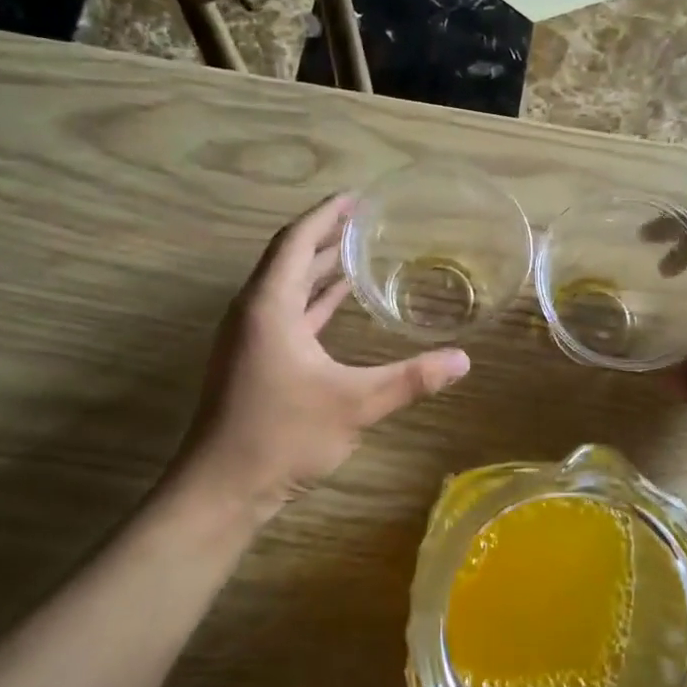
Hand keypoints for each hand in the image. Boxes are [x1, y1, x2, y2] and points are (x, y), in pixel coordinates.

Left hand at [180, 194, 470, 515]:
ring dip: (318, 270)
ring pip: (287, 289)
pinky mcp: (252, 362)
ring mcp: (249, 339)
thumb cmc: (282, 435)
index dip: (326, 216)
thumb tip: (463, 361)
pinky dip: (312, 303)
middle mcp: (253, 313)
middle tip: (365, 222)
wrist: (224, 488)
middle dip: (325, 238)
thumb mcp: (354, 404)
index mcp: (269, 306)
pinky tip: (336, 306)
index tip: (356, 198)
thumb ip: (410, 379)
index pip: (296, 241)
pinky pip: (286, 315)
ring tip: (356, 254)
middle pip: (289, 259)